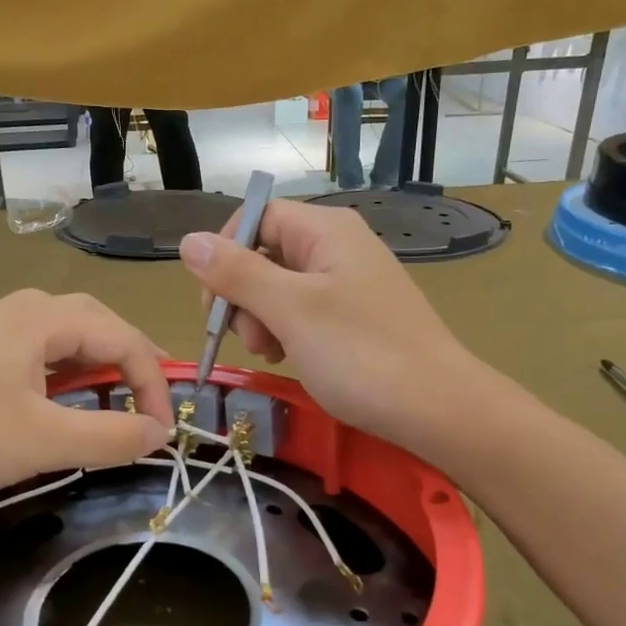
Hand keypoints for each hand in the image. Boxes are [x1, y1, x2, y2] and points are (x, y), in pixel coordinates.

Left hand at [0, 290, 172, 506]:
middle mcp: (19, 309)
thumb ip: (109, 437)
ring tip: (118, 397)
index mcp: (42, 317)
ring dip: (98, 365)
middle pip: (96, 324)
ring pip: (64, 337)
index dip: (154, 383)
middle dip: (132, 361)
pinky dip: (64, 374)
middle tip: (154, 399)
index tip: (164, 431)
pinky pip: (36, 352)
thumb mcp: (42, 442)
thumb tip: (160, 433)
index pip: (123, 337)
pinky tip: (60, 400)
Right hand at [179, 203, 478, 450]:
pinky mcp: (355, 316)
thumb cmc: (361, 354)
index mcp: (326, 230)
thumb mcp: (290, 310)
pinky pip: (304, 311)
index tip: (213, 301)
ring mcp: (349, 283)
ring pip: (280, 287)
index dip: (225, 252)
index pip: (256, 216)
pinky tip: (291, 358)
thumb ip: (237, 273)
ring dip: (262, 318)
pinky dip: (287, 332)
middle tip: (251, 338)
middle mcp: (338, 246)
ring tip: (274, 353)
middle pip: (265, 252)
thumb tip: (188, 240)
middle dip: (243, 294)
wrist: (437, 409)